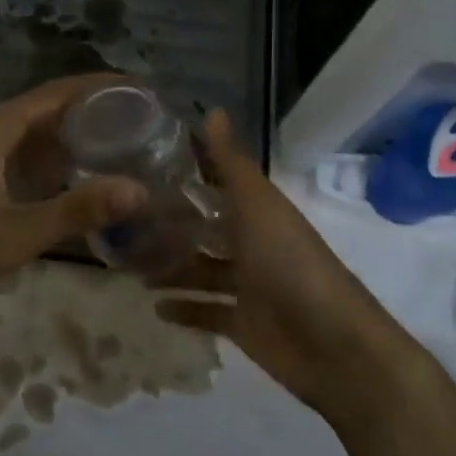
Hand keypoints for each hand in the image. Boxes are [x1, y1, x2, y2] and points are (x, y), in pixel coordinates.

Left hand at [0, 74, 145, 317]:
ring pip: (27, 138)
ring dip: (66, 141)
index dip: (100, 88)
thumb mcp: (17, 232)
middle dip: (89, 115)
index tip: (139, 90)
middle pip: (44, 111)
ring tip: (111, 150)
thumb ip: (77, 210)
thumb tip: (139, 190)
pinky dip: (44, 165)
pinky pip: (13, 160)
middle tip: (137, 124)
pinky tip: (63, 186)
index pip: (58, 93)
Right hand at [156, 111, 417, 426]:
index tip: (142, 166)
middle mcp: (253, 245)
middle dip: (170, 225)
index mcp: (258, 212)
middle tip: (123, 220)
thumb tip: (213, 110)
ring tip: (128, 261)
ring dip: (170, 267)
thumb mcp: (258, 207)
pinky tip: (154, 305)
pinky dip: (183, 308)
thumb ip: (231, 164)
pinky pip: (207, 312)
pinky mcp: (243, 324)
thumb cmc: (291, 264)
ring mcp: (248, 287)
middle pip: (205, 230)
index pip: (217, 186)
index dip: (186, 176)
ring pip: (201, 270)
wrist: (333, 346)